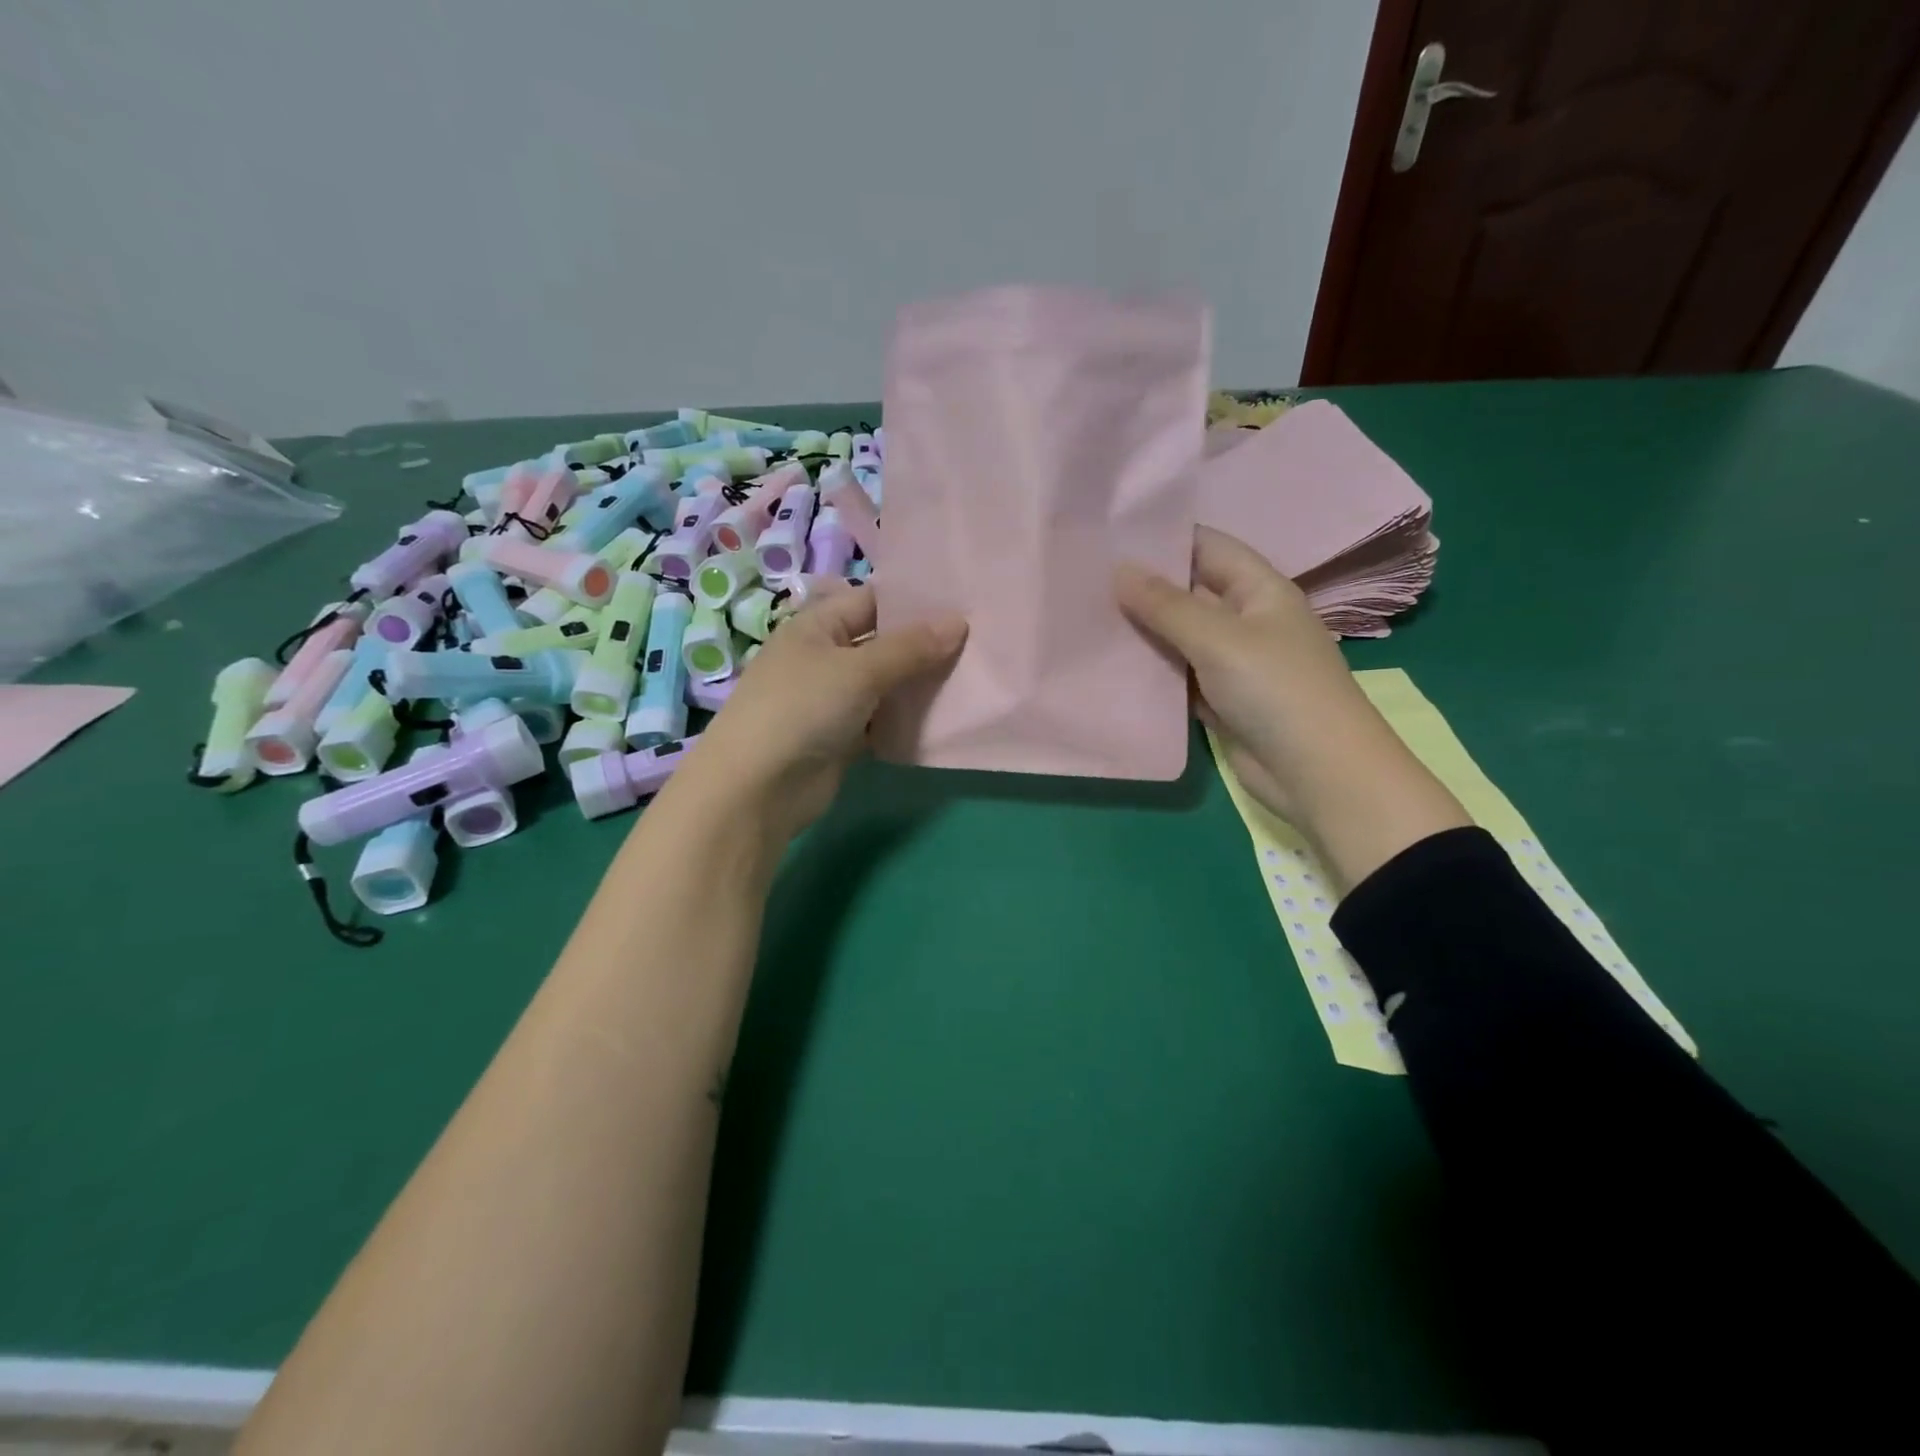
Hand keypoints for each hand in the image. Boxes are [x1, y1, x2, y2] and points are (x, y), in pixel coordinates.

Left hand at [677, 584, 966, 841]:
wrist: (758, 788)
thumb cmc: (802, 709)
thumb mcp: (859, 670)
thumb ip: (910, 647)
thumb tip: (959, 621)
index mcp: (818, 626)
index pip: (873, 600)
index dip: (915, 601)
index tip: (965, 604)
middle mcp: (824, 657)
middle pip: (883, 643)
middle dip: (925, 645)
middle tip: (980, 642)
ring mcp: (832, 699)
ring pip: (886, 684)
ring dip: (919, 685)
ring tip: (973, 677)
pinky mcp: (841, 737)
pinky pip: (881, 720)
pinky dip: (906, 720)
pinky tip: (944, 718)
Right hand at [1116, 526, 1468, 888]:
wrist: (1317, 774)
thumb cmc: (1276, 690)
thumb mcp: (1219, 639)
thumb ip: (1167, 605)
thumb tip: (1119, 570)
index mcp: (1260, 590)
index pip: (1207, 547)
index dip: (1163, 537)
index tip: (1110, 536)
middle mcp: (1246, 620)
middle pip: (1188, 592)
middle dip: (1143, 587)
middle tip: (1084, 579)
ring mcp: (1232, 663)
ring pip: (1179, 637)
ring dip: (1142, 632)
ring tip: (1086, 617)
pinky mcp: (1220, 700)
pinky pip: (1178, 677)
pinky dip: (1151, 672)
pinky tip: (1110, 665)